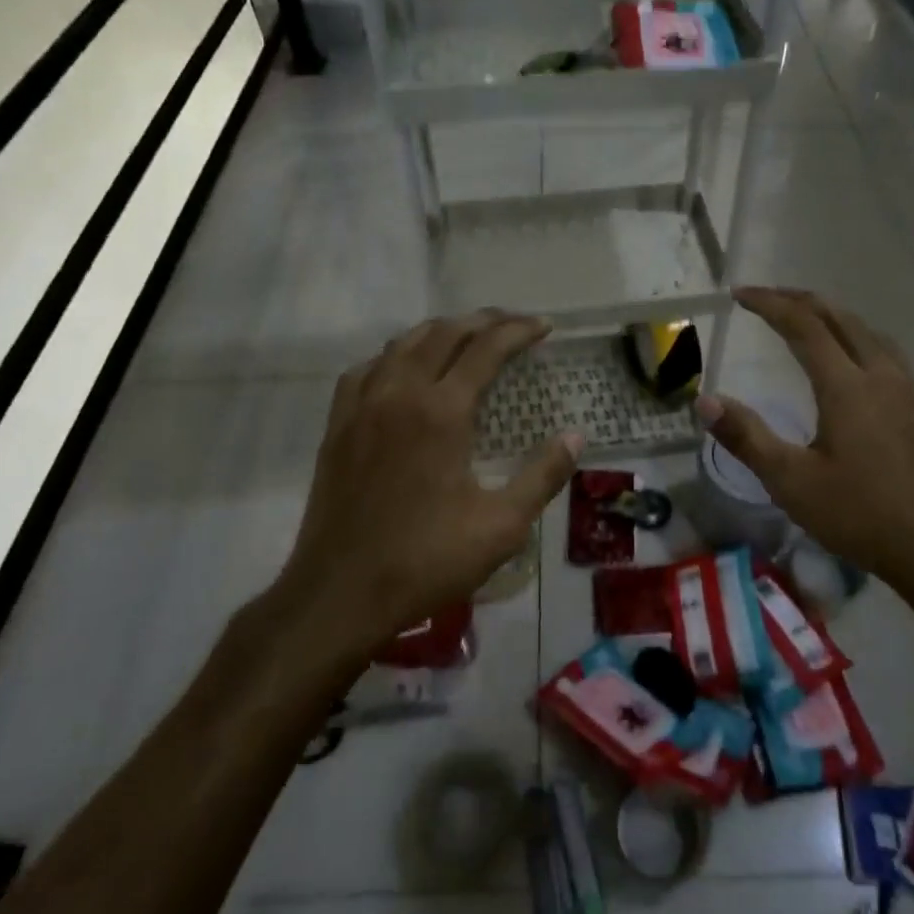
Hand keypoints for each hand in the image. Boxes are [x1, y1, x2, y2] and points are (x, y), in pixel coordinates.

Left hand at [276, 311, 582, 659]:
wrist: (340, 593)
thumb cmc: (426, 561)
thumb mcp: (501, 526)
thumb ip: (542, 476)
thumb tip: (575, 437)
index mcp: (441, 412)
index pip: (486, 349)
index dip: (519, 332)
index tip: (545, 327)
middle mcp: (399, 394)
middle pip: (443, 334)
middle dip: (483, 321)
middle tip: (513, 323)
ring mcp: (361, 407)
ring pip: (402, 345)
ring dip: (439, 331)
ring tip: (466, 337)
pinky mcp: (337, 426)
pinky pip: (366, 369)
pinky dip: (395, 356)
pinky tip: (403, 370)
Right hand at [696, 287, 913, 602]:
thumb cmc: (859, 515)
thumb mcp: (790, 481)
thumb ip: (746, 437)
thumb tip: (706, 400)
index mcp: (847, 386)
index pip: (804, 325)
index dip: (770, 304)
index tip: (739, 295)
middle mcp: (882, 375)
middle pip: (841, 318)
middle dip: (801, 300)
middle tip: (767, 298)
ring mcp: (910, 391)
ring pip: (870, 333)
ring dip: (833, 317)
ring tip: (807, 321)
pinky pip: (888, 354)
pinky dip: (859, 340)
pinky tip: (855, 364)